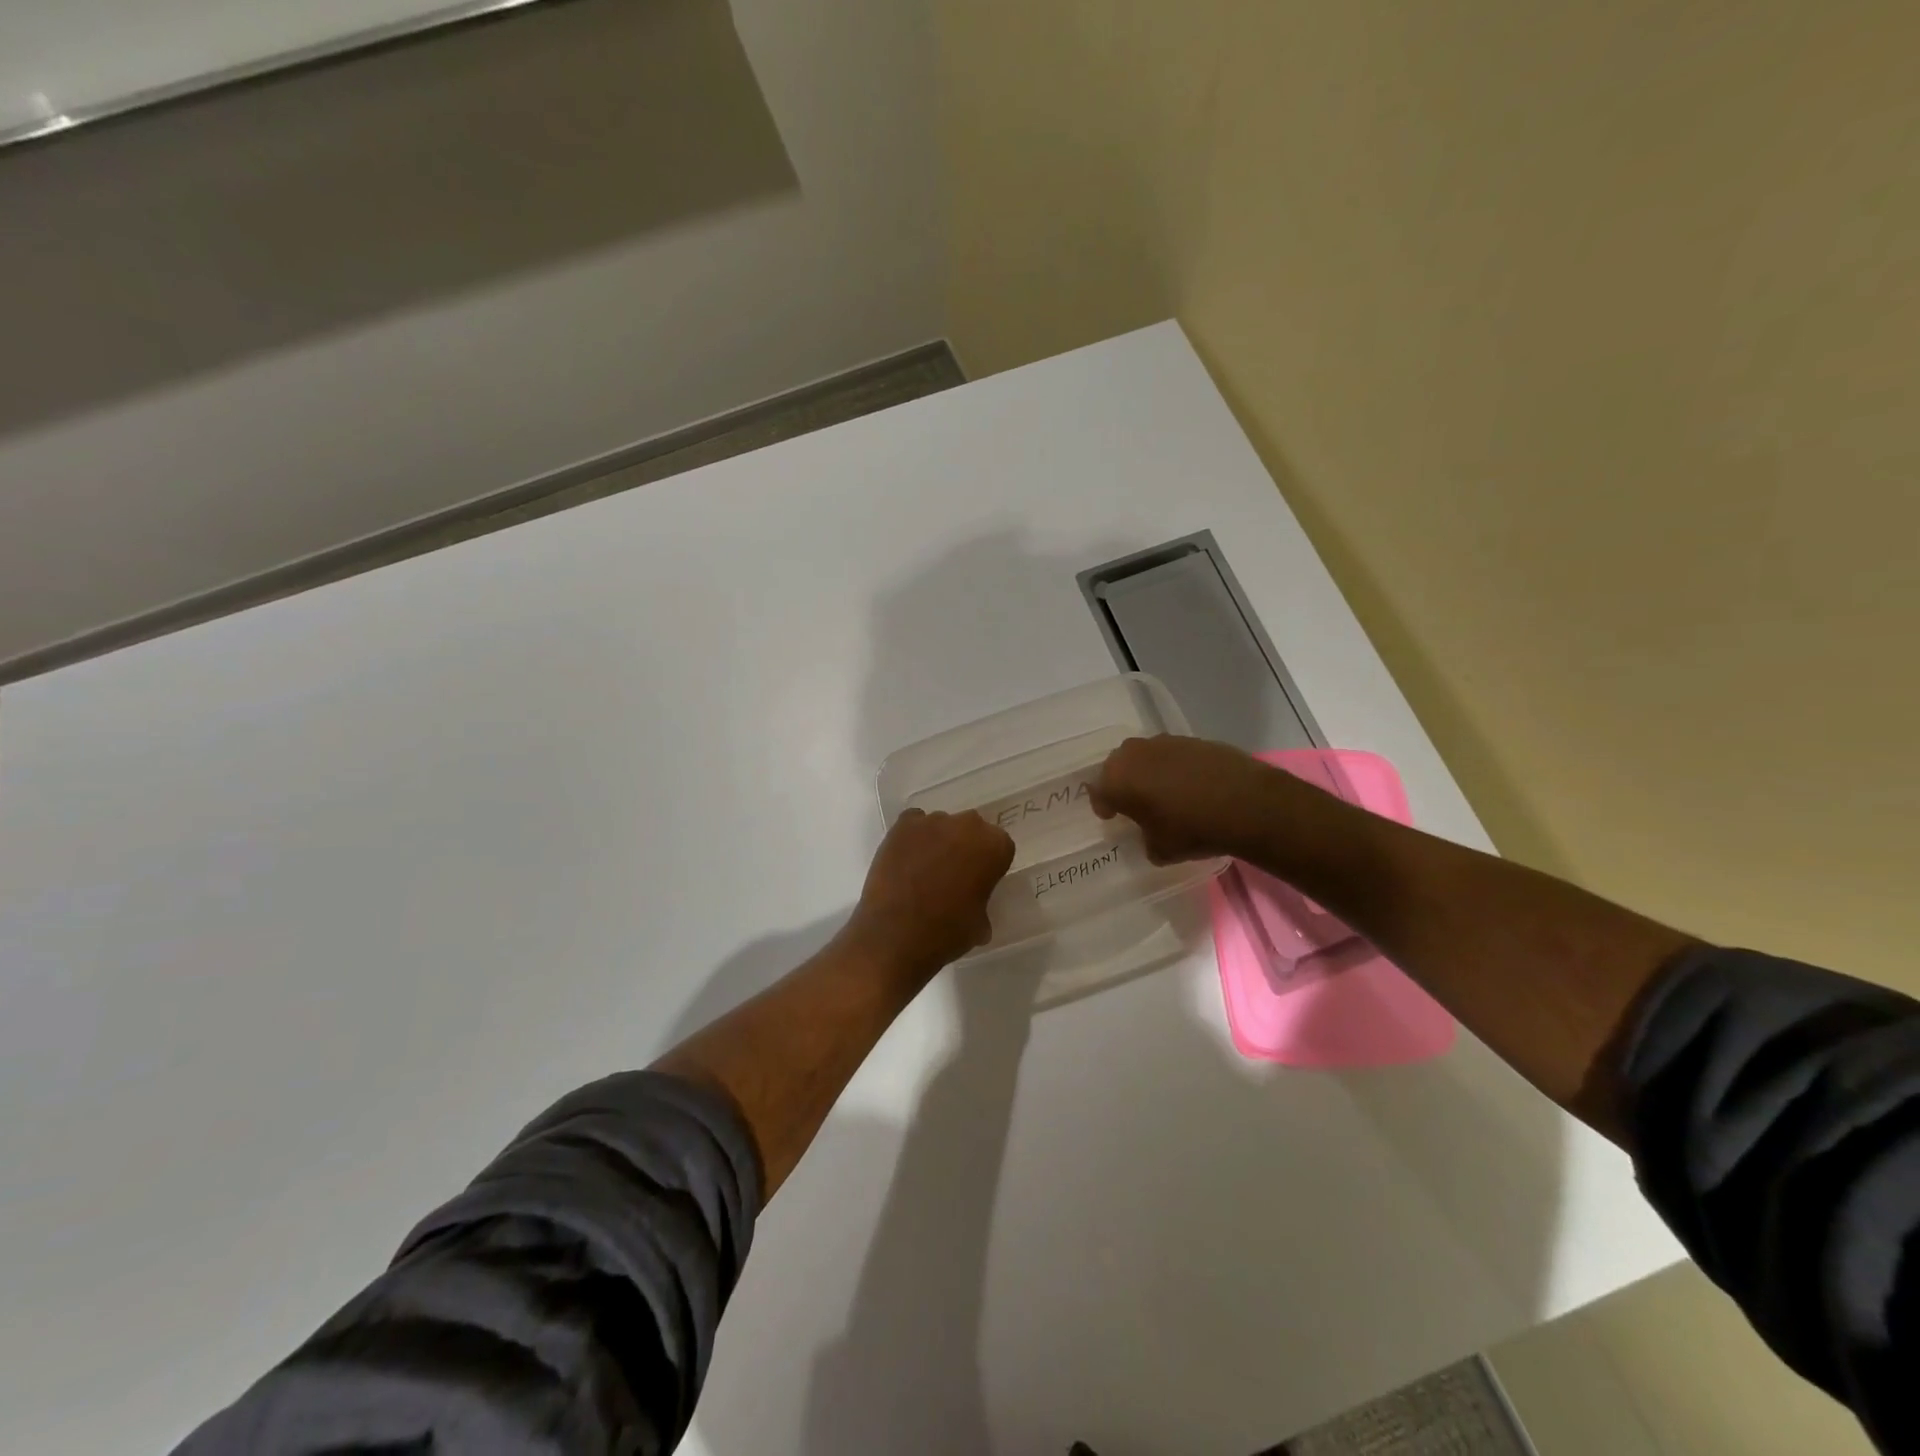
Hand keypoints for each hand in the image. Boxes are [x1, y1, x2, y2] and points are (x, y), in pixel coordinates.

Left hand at [845, 809, 1015, 974]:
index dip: (989, 864)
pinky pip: (913, 824)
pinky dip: (912, 837)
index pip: (999, 846)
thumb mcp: (980, 924)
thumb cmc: (947, 932)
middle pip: (971, 830)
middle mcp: (968, 825)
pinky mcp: (902, 825)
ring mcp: (933, 821)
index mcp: (995, 846)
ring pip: (942, 826)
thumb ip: (981, 901)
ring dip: (938, 842)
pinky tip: (906, 860)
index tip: (979, 882)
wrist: (897, 935)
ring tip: (924, 871)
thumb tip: (972, 905)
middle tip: (953, 875)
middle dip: (965, 847)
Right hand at [1090, 735, 1281, 863]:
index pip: (1098, 790)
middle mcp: (1134, 754)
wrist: (1245, 803)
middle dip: (1122, 783)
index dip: (1103, 805)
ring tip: (1163, 793)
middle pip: (1118, 767)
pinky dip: (1174, 767)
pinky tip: (1189, 786)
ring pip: (1145, 757)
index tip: (1112, 816)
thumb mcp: (1160, 850)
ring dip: (1148, 772)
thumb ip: (1146, 839)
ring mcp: (1165, 742)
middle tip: (1133, 802)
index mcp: (1117, 779)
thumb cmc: (1191, 829)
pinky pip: (1171, 754)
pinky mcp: (1192, 739)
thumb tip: (1151, 835)